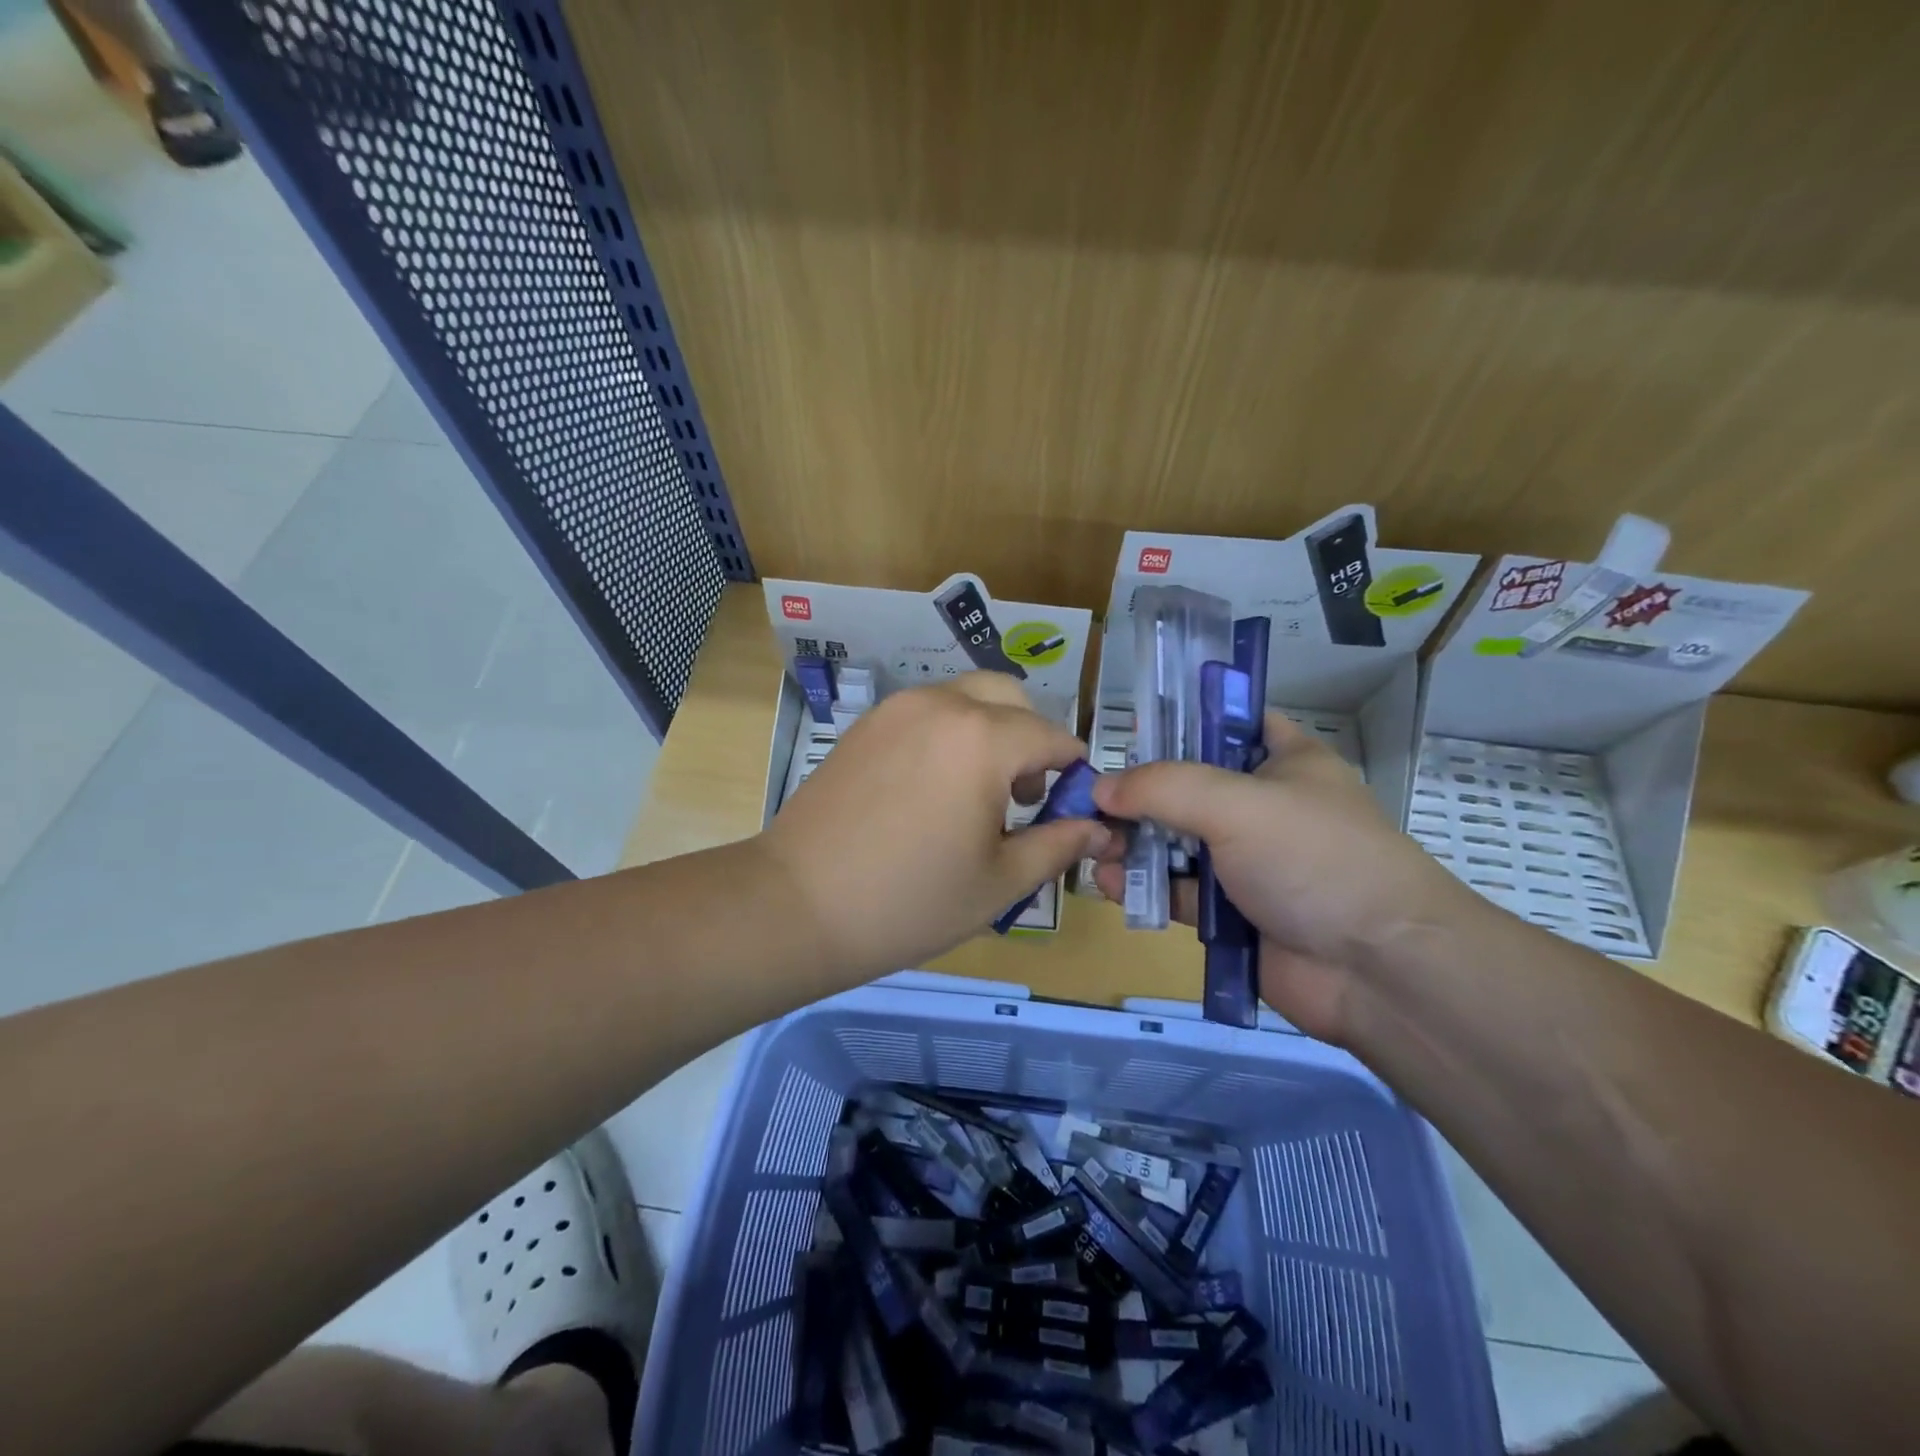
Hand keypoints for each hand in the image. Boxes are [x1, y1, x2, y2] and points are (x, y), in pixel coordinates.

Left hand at [756, 673, 1112, 980]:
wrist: (798, 904)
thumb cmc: (910, 901)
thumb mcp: (1000, 882)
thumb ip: (1058, 845)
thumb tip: (1100, 829)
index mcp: (984, 739)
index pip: (1053, 736)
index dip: (1072, 771)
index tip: (1068, 808)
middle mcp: (942, 705)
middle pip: (1010, 698)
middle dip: (1031, 738)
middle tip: (1022, 797)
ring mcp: (897, 709)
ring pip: (966, 699)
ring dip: (989, 732)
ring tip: (974, 796)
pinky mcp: (865, 724)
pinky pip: (926, 712)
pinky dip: (948, 734)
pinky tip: (930, 790)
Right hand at [1091, 713, 1470, 1040]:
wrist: (1380, 971)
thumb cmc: (1316, 860)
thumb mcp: (1238, 804)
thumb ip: (1163, 788)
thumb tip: (1100, 789)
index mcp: (1285, 762)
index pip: (1229, 723)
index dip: (1180, 723)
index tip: (1129, 734)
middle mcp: (1265, 808)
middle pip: (1188, 787)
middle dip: (1138, 794)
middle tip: (1091, 803)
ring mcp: (1249, 863)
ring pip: (1177, 842)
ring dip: (1134, 843)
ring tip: (1094, 846)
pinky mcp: (1233, 915)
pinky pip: (1177, 892)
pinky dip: (1146, 886)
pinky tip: (1112, 884)